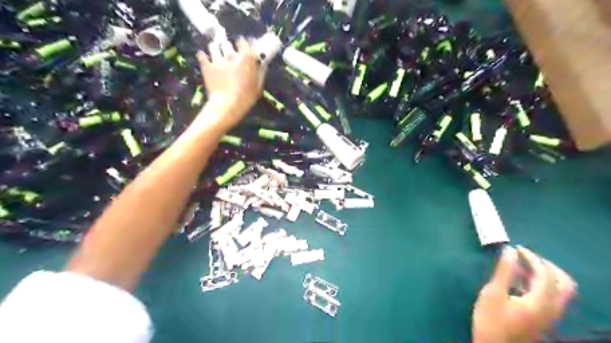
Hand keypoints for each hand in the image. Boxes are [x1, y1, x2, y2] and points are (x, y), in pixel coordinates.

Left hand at [194, 39, 263, 129]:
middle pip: (227, 43)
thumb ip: (261, 73)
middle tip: (229, 56)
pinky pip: (201, 55)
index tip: (242, 49)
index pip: (243, 41)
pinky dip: (203, 56)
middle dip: (228, 48)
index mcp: (246, 58)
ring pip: (214, 46)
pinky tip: (205, 59)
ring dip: (215, 49)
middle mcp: (231, 55)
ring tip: (216, 55)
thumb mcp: (258, 87)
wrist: (227, 105)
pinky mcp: (206, 66)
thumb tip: (262, 64)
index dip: (242, 44)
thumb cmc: (246, 98)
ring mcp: (217, 59)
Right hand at [471, 247, 577, 342]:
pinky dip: (541, 284)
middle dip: (547, 265)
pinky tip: (520, 282)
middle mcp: (552, 308)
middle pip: (564, 283)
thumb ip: (504, 271)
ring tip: (522, 266)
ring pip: (560, 291)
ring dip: (545, 274)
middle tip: (527, 257)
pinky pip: (552, 297)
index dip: (532, 257)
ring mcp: (550, 316)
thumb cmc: (491, 320)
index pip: (545, 273)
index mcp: (540, 301)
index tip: (516, 248)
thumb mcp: (493, 293)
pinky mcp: (543, 319)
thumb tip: (510, 250)